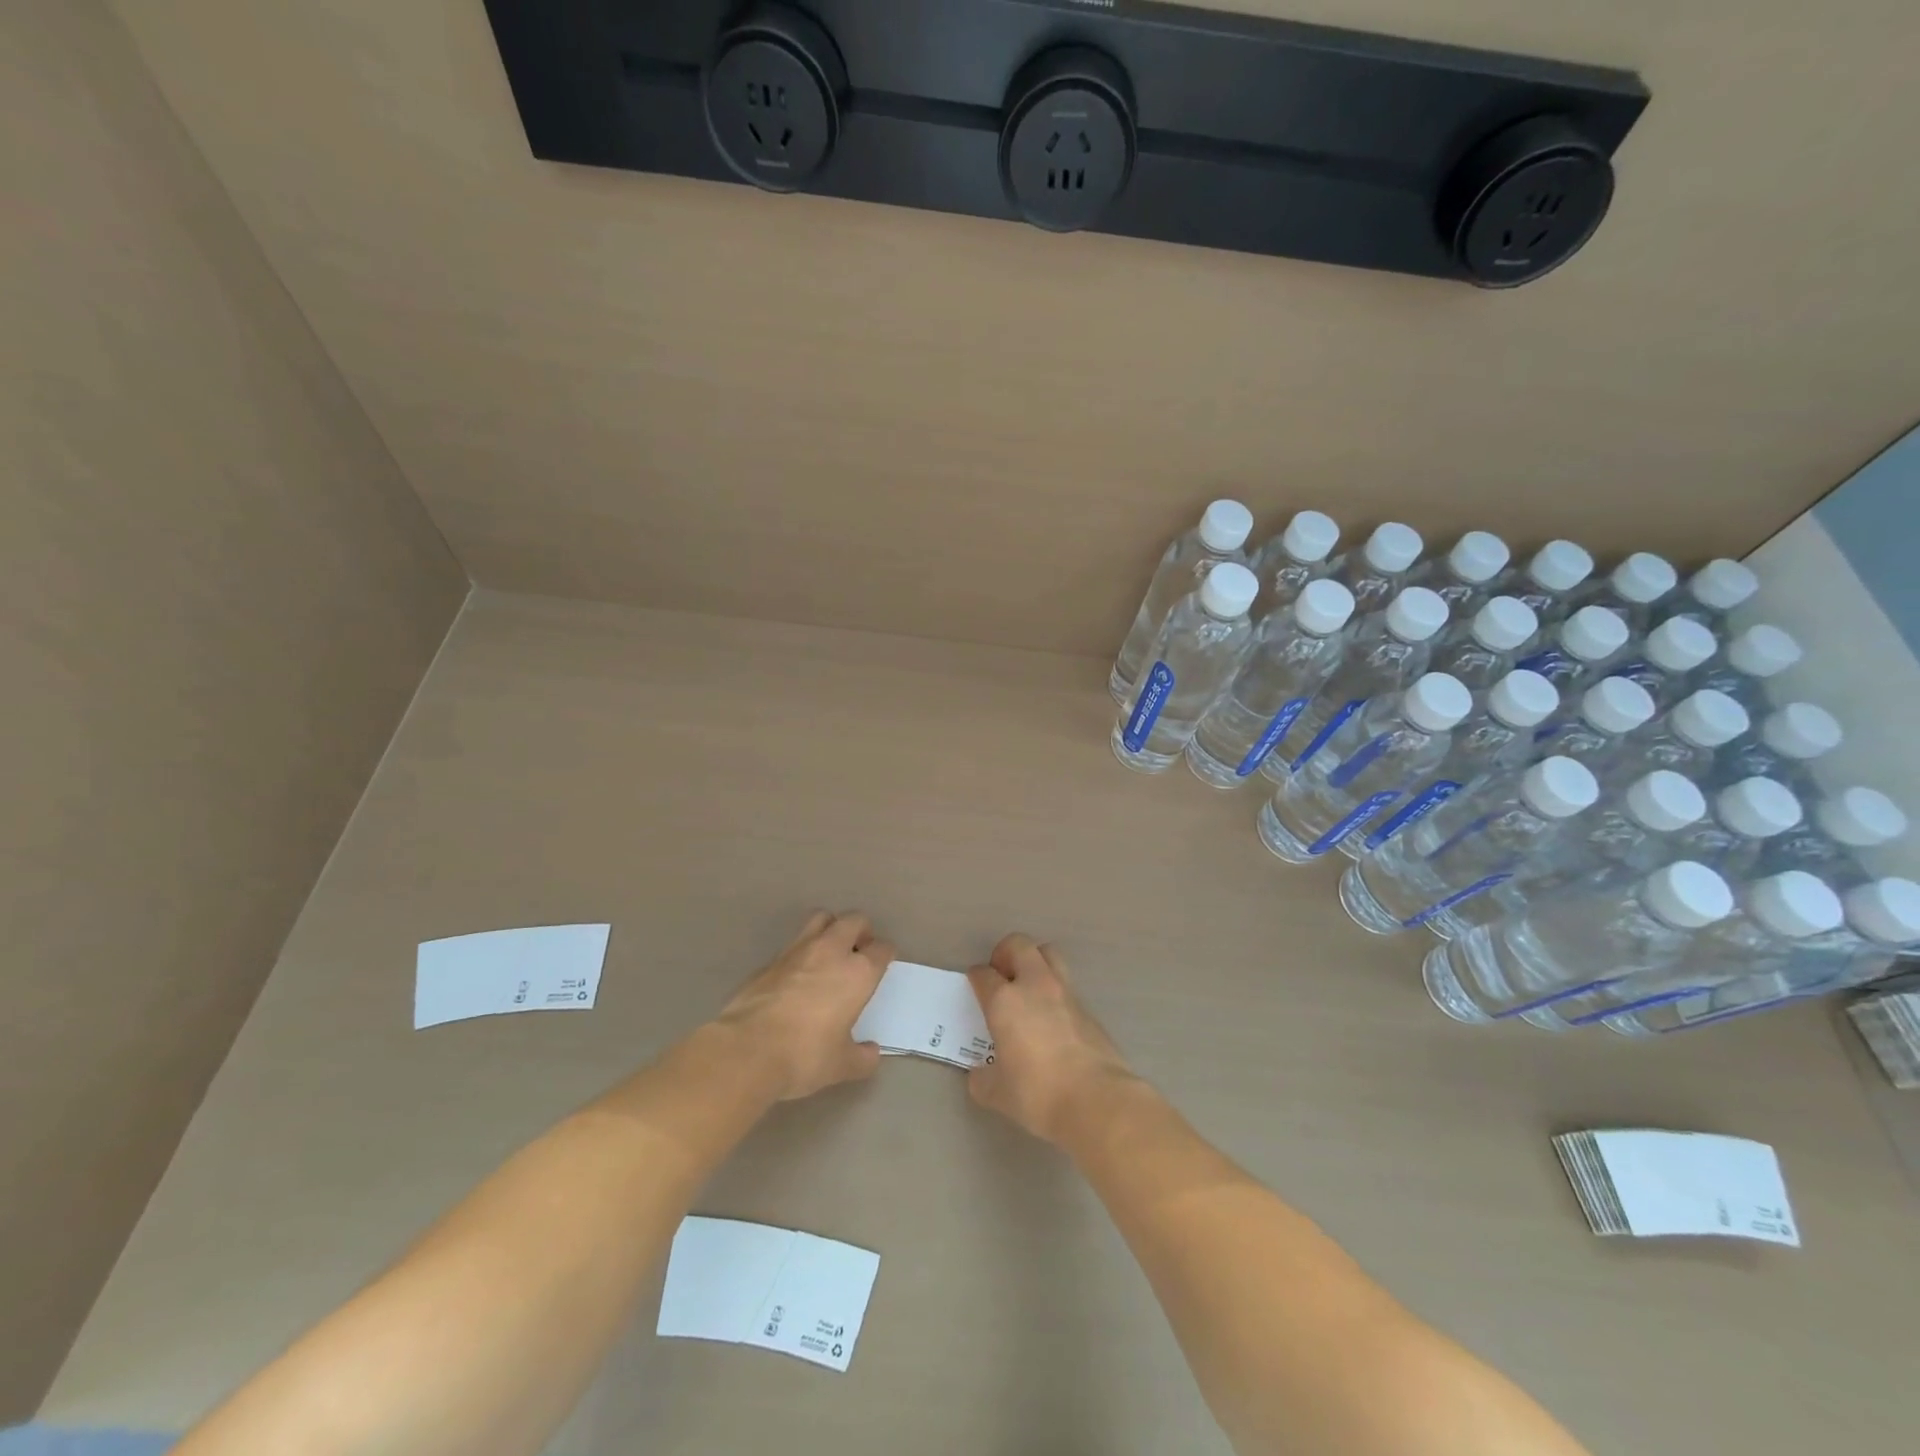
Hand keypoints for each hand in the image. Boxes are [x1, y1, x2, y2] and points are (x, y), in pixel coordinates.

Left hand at [715, 911, 893, 1100]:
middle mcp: (830, 951)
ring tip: (830, 952)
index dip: (885, 954)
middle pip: (853, 920)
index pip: (881, 949)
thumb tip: (871, 1053)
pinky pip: (793, 944)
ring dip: (830, 928)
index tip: (883, 963)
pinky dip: (801, 952)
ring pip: (821, 918)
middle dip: (861, 930)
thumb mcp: (841, 1065)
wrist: (746, 1050)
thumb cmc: (804, 1055)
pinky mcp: (769, 960)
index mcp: (857, 973)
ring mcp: (797, 950)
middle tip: (859, 950)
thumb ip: (862, 1057)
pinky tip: (796, 976)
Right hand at [965, 933, 1135, 1145]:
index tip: (975, 987)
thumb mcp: (996, 1093)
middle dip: (1005, 953)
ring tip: (1028, 991)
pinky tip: (1052, 1022)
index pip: (983, 974)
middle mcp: (1035, 986)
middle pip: (1019, 945)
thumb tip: (982, 1074)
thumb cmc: (1038, 1094)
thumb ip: (983, 1078)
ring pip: (1049, 956)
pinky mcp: (1089, 1009)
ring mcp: (1066, 993)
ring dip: (1035, 964)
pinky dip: (1055, 994)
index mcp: (1005, 1001)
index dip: (976, 978)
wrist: (1097, 1101)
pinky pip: (1067, 987)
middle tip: (1002, 976)